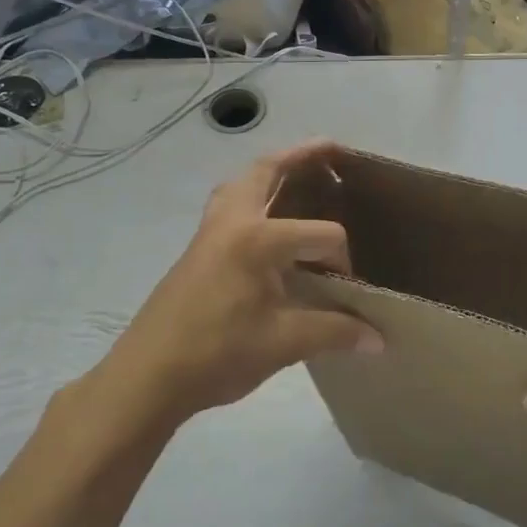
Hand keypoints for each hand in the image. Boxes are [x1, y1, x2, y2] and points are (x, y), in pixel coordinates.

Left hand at [54, 141, 381, 450]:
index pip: (323, 234)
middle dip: (302, 156)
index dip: (343, 261)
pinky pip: (229, 204)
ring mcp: (209, 233)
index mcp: (258, 240)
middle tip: (333, 149)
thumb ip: (335, 332)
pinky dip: (252, 195)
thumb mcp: (283, 344)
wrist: (146, 377)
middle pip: (268, 170)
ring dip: (271, 171)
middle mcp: (232, 222)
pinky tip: (267, 222)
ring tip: (298, 172)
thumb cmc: (217, 354)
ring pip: (242, 183)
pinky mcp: (197, 249)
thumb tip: (379, 340)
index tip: (347, 293)